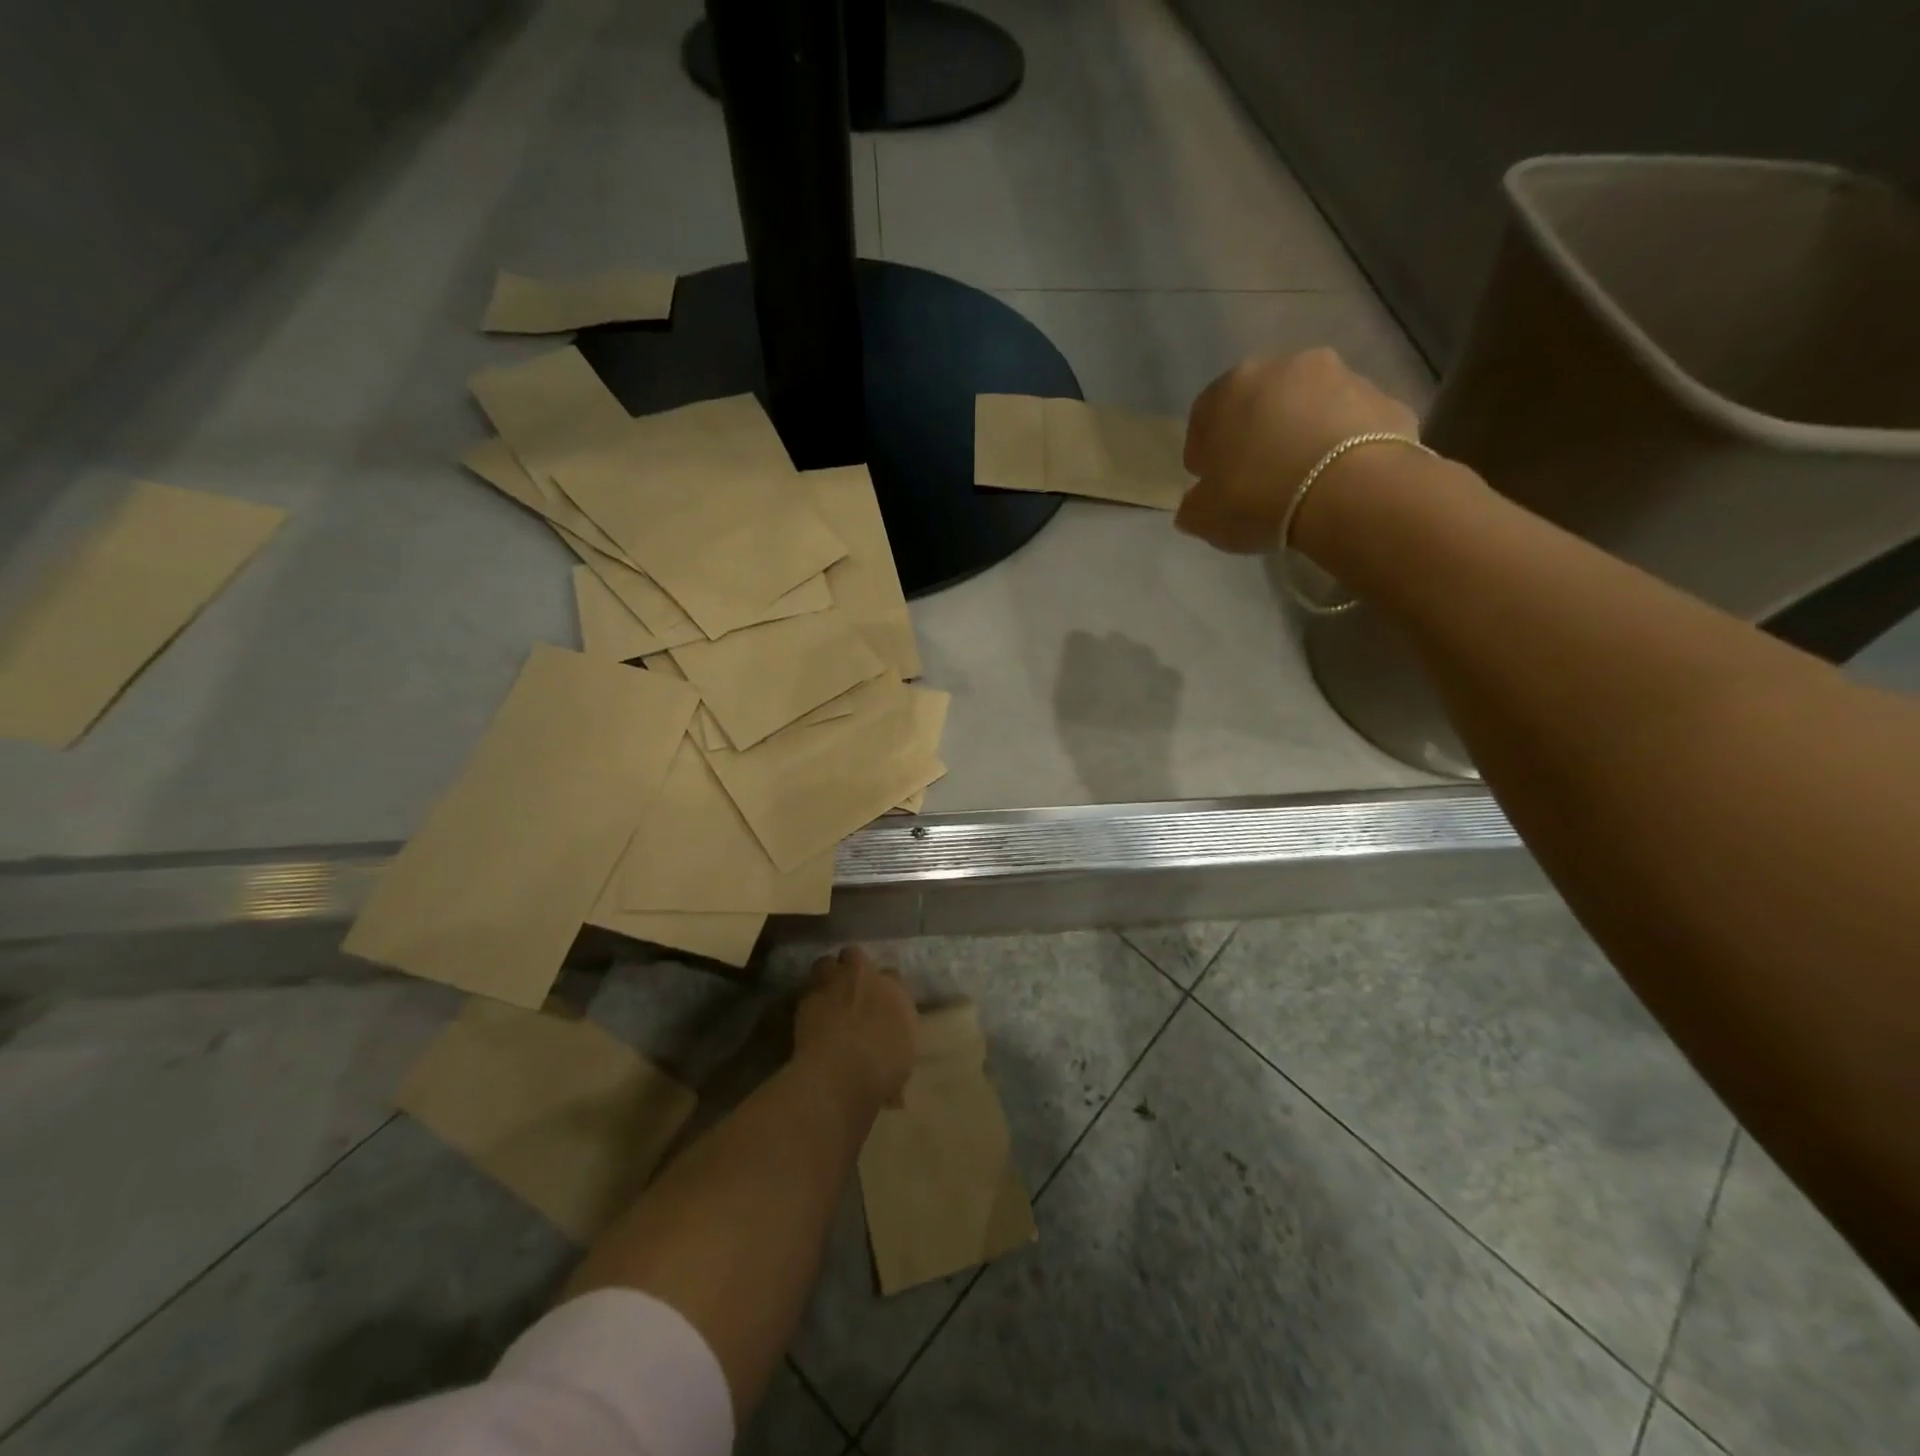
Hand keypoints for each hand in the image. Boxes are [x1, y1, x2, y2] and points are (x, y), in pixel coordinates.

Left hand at [794, 946, 917, 1115]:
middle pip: (856, 956)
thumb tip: (893, 1076)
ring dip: (826, 975)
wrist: (843, 1071)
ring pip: (826, 963)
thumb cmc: (884, 1070)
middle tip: (849, 989)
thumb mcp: (902, 1062)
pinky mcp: (807, 997)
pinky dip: (809, 1001)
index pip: (893, 977)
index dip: (884, 988)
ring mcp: (835, 983)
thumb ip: (896, 1052)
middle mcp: (867, 978)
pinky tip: (809, 1016)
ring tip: (824, 994)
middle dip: (852, 968)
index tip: (879, 1004)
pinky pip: (808, 991)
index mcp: (897, 991)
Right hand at [1177, 348, 1420, 553]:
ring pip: (1308, 406)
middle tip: (1255, 477)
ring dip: (1300, 433)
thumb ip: (1193, 506)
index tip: (1209, 480)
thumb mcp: (1204, 516)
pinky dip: (1340, 444)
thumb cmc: (1258, 497)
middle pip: (1260, 401)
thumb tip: (1196, 503)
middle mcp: (1285, 367)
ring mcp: (1341, 377)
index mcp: (1231, 387)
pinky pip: (1349, 423)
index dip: (1204, 451)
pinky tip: (1336, 479)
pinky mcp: (1384, 398)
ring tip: (1301, 479)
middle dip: (1255, 433)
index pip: (1204, 415)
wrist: (1351, 493)